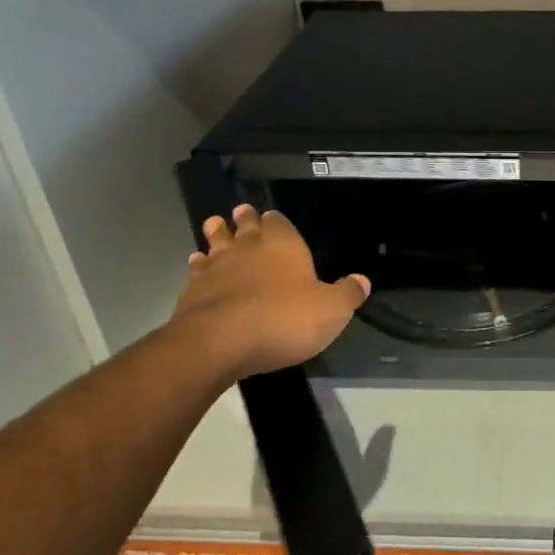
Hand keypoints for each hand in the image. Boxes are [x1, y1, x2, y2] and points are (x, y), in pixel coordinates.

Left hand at [169, 204, 369, 380]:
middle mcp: (248, 248)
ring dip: (216, 234)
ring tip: (214, 225)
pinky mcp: (192, 292)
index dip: (276, 220)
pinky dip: (198, 265)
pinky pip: (196, 271)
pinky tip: (197, 264)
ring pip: (216, 243)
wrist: (220, 343)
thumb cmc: (284, 319)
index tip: (272, 216)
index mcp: (284, 245)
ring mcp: (216, 268)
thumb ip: (347, 294)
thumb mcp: (331, 310)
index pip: (279, 222)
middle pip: (245, 226)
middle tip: (242, 211)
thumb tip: (362, 281)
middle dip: (245, 219)